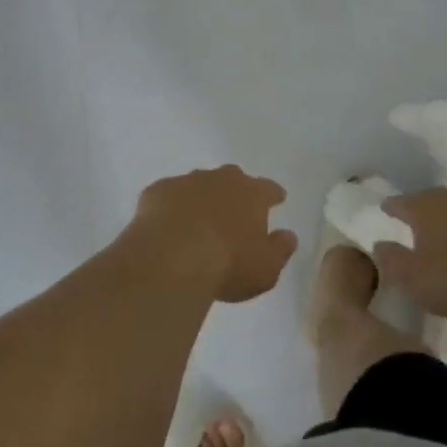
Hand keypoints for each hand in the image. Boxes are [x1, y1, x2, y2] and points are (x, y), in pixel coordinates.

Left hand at [121, 166, 298, 303]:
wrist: (171, 257)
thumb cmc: (227, 265)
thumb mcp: (265, 269)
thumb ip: (280, 249)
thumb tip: (289, 235)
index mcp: (251, 194)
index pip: (268, 189)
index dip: (273, 195)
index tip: (277, 198)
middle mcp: (220, 179)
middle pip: (232, 178)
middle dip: (235, 191)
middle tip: (234, 210)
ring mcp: (186, 181)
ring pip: (199, 183)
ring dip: (201, 197)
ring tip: (199, 220)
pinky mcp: (158, 191)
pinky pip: (169, 195)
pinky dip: (172, 207)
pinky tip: (168, 225)